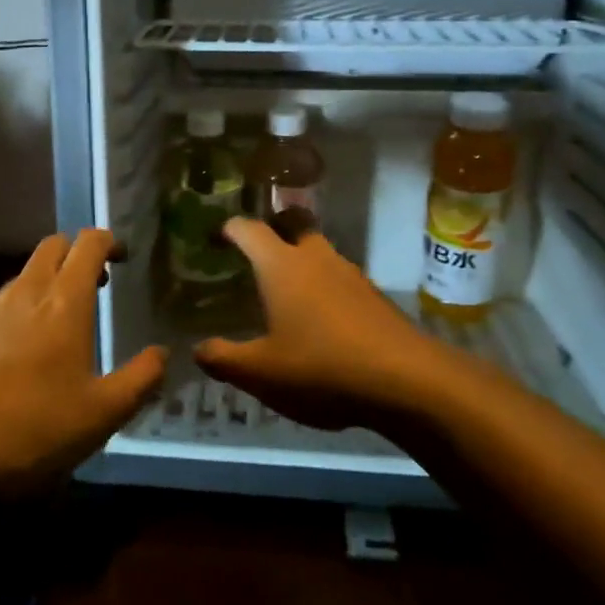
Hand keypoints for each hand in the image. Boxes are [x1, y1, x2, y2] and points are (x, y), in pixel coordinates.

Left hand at [0, 229, 166, 492]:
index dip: (109, 242)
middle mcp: (28, 291)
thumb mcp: (103, 413)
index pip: (89, 243)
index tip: (123, 259)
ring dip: (48, 280)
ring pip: (26, 272)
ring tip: (62, 320)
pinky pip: (2, 300)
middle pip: (54, 245)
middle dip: (77, 253)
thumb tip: (162, 354)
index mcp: (66, 300)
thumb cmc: (36, 425)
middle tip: (96, 284)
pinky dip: (22, 306)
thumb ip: (140, 379)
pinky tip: (23, 349)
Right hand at [193, 218, 449, 432]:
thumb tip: (198, 349)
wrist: (406, 380)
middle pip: (292, 224)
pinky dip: (324, 287)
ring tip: (286, 292)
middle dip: (273, 230)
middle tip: (255, 255)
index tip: (215, 239)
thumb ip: (224, 359)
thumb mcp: (261, 373)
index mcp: (281, 266)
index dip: (228, 229)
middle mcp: (315, 258)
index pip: (248, 229)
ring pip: (319, 251)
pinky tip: (321, 321)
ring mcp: (350, 273)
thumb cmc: (321, 368)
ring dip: (301, 260)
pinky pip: (340, 278)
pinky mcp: (373, 295)